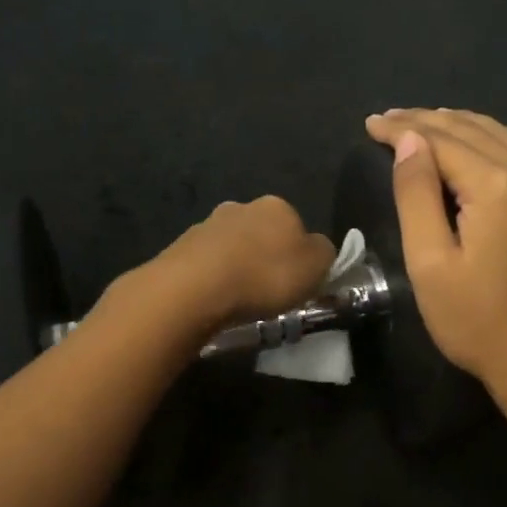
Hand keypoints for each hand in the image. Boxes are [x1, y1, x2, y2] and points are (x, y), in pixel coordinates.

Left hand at [132, 195, 337, 333]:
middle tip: (268, 291)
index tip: (297, 282)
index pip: (297, 226)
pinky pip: (207, 264)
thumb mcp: (316, 267)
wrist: (196, 288)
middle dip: (265, 258)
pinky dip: (213, 278)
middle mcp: (241, 206)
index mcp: (277, 206)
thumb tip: (318, 249)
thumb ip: (325, 254)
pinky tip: (214, 300)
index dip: (300, 255)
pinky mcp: (180, 247)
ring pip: (231, 247)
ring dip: (237, 267)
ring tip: (239, 300)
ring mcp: (207, 225)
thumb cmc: (265, 276)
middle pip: (262, 234)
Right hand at [365, 109, 506, 395]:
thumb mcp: (430, 264)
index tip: (372, 123)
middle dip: (431, 121)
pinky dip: (499, 152)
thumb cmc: (478, 323)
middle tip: (394, 118)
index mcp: (498, 186)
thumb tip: (410, 142)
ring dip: (467, 129)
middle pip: (478, 131)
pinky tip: (484, 161)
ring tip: (433, 125)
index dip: (403, 128)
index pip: (442, 139)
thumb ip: (417, 196)